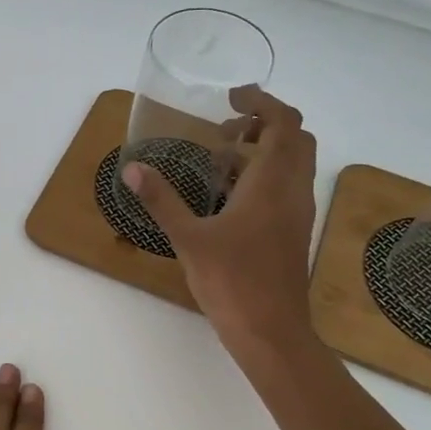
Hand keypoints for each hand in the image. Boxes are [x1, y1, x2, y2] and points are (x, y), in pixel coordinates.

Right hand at [122, 87, 322, 368]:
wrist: (271, 332)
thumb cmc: (232, 282)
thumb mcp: (189, 239)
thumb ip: (161, 200)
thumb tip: (132, 169)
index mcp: (272, 183)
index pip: (283, 122)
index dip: (261, 101)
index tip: (230, 97)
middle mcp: (293, 191)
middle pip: (296, 137)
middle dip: (264, 123)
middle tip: (225, 130)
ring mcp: (298, 213)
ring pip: (294, 163)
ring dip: (265, 149)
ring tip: (221, 159)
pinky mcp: (294, 232)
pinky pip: (287, 186)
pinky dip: (266, 175)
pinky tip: (230, 196)